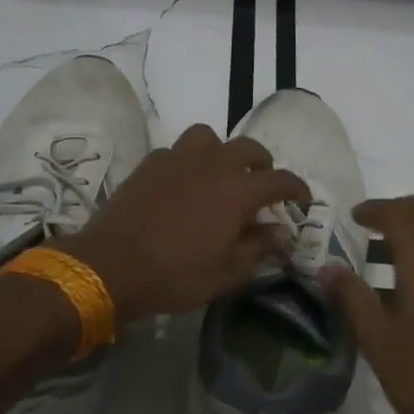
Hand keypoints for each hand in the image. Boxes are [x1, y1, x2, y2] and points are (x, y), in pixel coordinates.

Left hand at [58, 124, 310, 322]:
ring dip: (222, 152)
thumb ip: (258, 248)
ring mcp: (179, 158)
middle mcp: (213, 164)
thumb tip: (281, 232)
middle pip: (249, 149)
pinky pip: (177, 150)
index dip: (296, 188)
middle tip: (261, 185)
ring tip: (219, 173)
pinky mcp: (151, 162)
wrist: (111, 265)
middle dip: (262, 164)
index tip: (302, 198)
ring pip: (210, 138)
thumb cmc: (176, 275)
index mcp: (238, 191)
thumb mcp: (226, 273)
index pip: (280, 180)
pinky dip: (188, 161)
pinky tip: (183, 182)